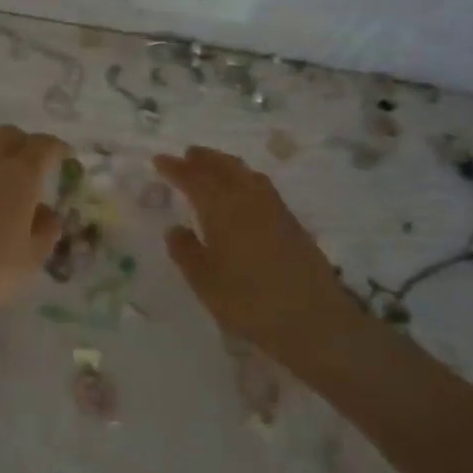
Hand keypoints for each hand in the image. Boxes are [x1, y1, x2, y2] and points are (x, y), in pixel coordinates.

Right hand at [154, 146, 361, 359]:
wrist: (313, 319)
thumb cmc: (249, 301)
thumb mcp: (204, 282)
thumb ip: (185, 252)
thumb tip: (174, 229)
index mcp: (222, 209)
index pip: (194, 179)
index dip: (176, 169)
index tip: (159, 160)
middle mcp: (248, 200)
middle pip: (224, 168)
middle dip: (204, 159)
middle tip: (188, 154)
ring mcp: (274, 209)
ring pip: (246, 174)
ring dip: (227, 164)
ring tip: (214, 165)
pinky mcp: (291, 223)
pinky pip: (262, 186)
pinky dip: (246, 178)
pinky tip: (244, 191)